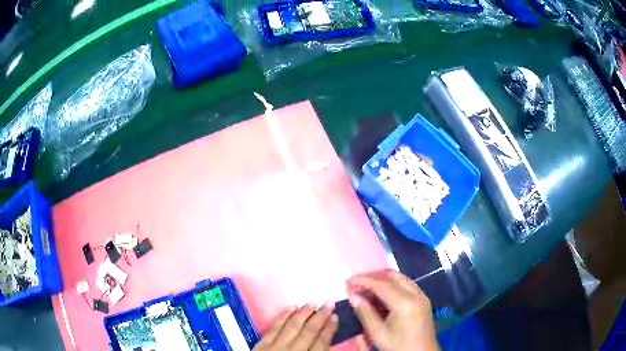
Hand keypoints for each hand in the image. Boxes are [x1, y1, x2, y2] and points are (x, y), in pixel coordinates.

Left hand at [253, 303, 337, 350]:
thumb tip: (327, 347)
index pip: (321, 344)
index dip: (329, 330)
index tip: (335, 316)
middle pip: (308, 332)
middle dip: (319, 317)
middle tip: (328, 302)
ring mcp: (275, 347)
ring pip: (292, 327)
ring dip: (303, 313)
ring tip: (312, 301)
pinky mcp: (261, 345)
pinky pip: (274, 328)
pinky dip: (283, 317)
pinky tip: (291, 307)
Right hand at [347, 271, 438, 350]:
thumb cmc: (398, 346)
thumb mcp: (378, 333)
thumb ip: (365, 313)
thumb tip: (353, 296)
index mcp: (405, 303)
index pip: (382, 284)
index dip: (364, 280)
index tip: (348, 280)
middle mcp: (416, 294)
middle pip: (393, 277)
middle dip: (374, 277)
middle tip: (357, 283)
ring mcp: (422, 296)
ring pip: (401, 279)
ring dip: (383, 280)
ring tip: (366, 288)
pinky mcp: (423, 301)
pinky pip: (407, 286)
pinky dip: (393, 285)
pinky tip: (382, 295)